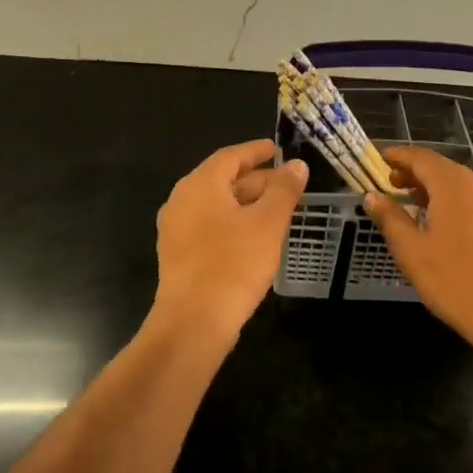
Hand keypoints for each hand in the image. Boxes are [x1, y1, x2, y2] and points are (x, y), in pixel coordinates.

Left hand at [154, 139, 307, 340]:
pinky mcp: (177, 254)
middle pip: (222, 179)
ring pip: (216, 205)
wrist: (193, 323)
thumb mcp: (268, 223)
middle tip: (286, 184)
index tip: (276, 149)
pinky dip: (232, 223)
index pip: (231, 156)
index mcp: (200, 184)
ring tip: (276, 210)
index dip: (256, 151)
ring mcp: (175, 229)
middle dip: (255, 180)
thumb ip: (284, 190)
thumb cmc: (233, 264)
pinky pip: (208, 226)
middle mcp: (181, 200)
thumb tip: (296, 165)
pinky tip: (254, 238)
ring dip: (246, 203)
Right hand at [363, 145, 472, 357]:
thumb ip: (390, 219)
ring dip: (434, 188)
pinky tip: (443, 225)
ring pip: (459, 185)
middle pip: (442, 168)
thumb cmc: (457, 282)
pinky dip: (452, 202)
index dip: (399, 156)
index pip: (421, 158)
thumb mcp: (413, 252)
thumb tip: (372, 197)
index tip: (381, 158)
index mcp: (453, 185)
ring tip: (413, 203)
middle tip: (392, 183)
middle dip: (415, 172)